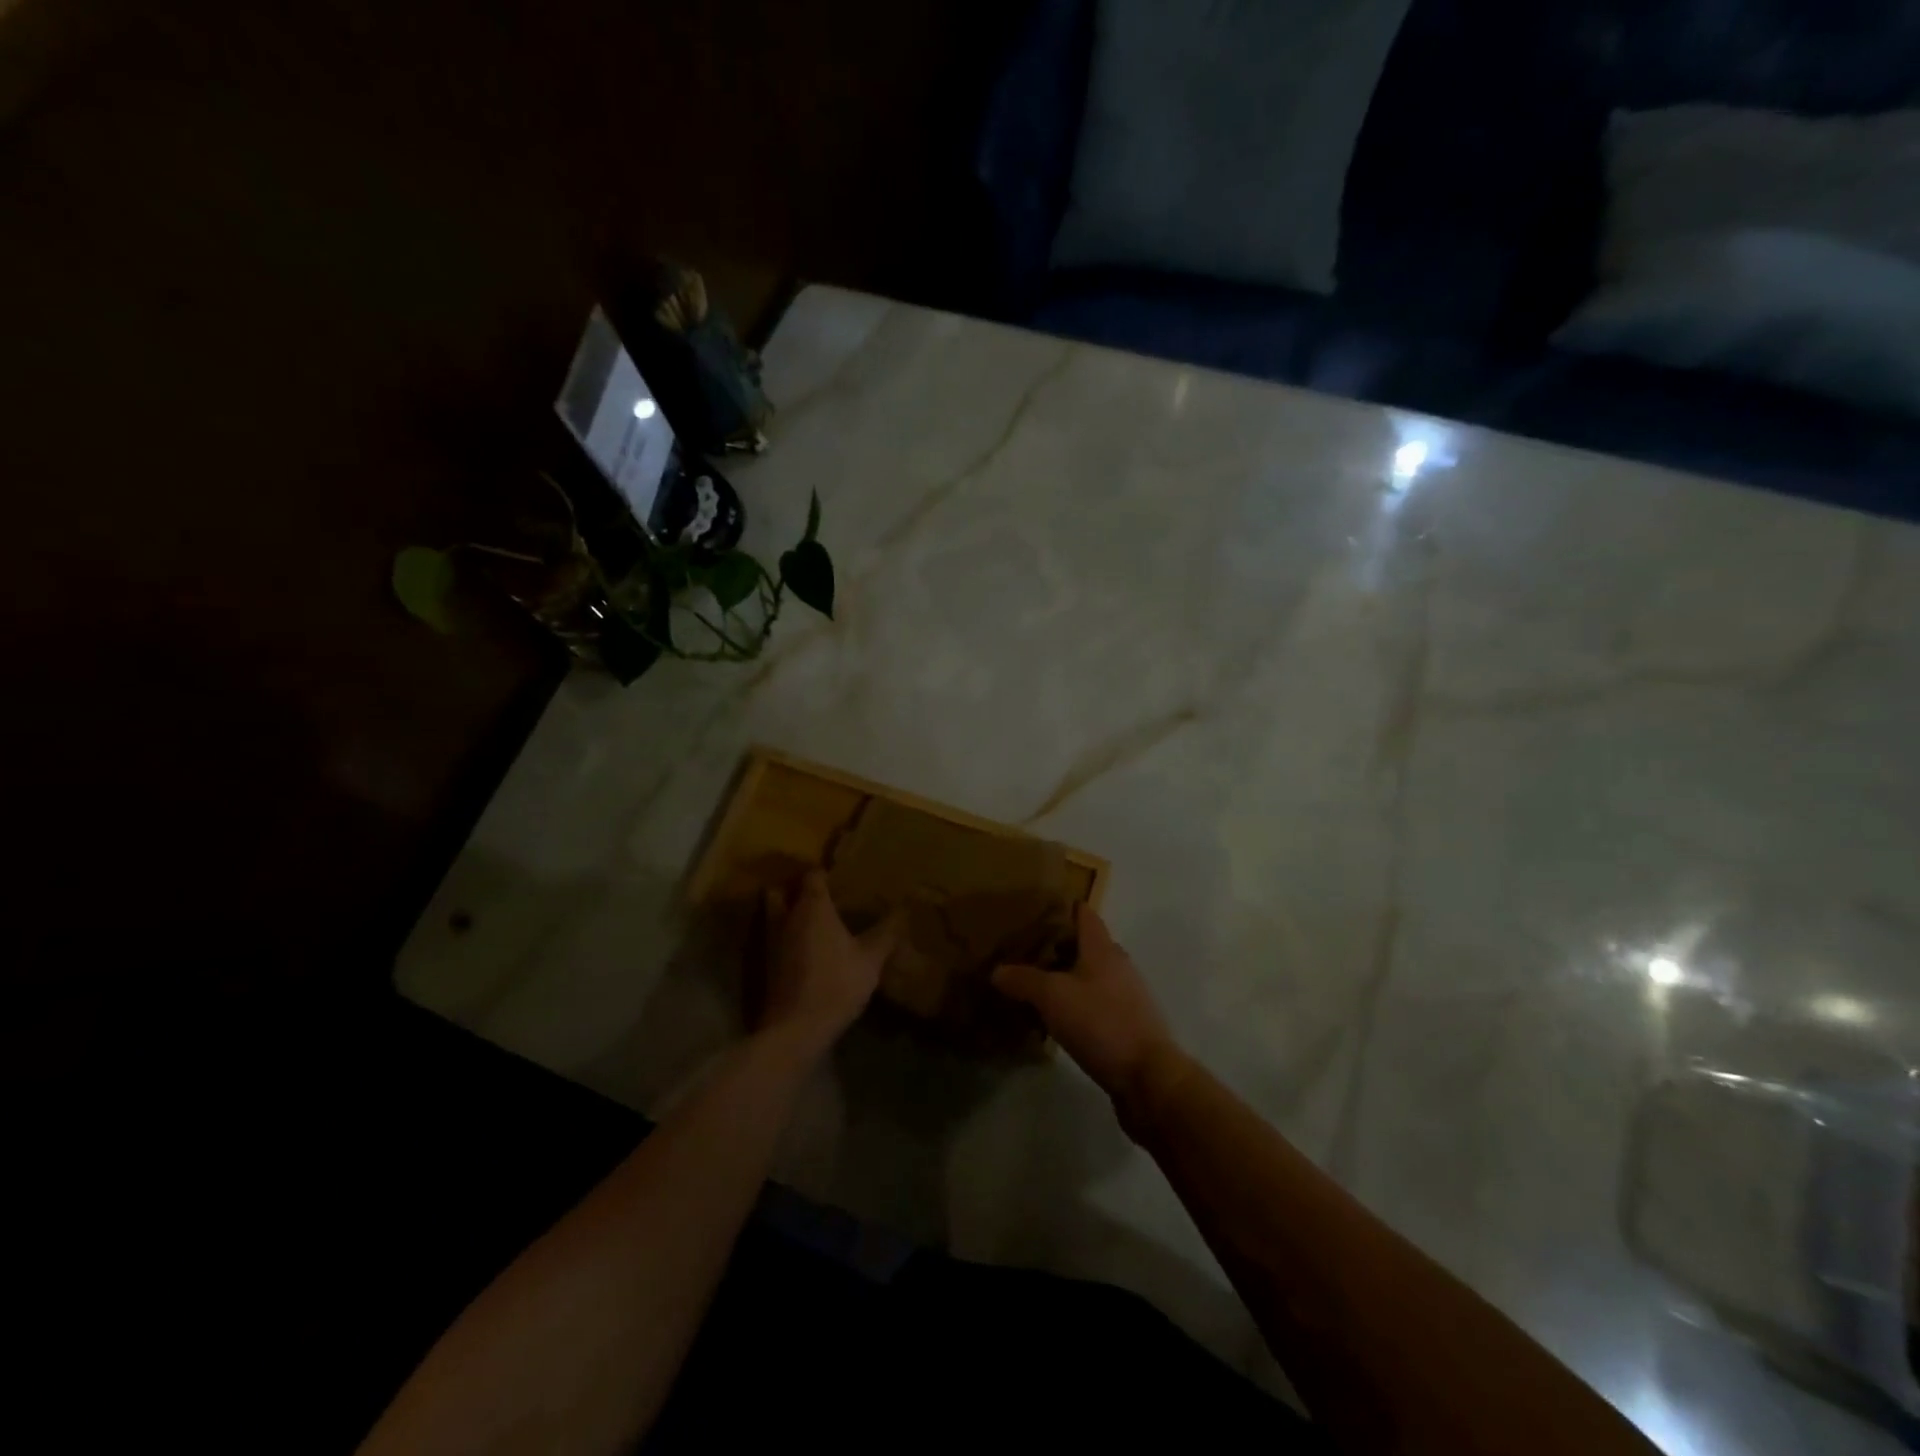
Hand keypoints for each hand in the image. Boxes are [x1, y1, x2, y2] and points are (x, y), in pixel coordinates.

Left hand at [760, 870, 901, 1053]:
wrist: (796, 1027)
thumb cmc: (837, 983)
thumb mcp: (871, 959)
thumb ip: (886, 932)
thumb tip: (904, 909)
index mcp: (813, 907)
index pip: (813, 875)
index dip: (824, 872)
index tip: (839, 875)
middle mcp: (788, 916)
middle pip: (782, 890)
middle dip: (795, 888)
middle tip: (819, 895)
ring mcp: (772, 940)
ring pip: (774, 914)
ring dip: (787, 912)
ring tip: (813, 920)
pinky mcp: (767, 964)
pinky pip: (775, 937)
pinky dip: (786, 936)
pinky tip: (806, 948)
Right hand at [993, 904, 1180, 1102]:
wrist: (1148, 1077)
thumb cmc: (1102, 1023)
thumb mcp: (1053, 997)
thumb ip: (1024, 980)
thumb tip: (997, 970)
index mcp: (1103, 949)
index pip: (1085, 915)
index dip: (1064, 908)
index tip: (1037, 910)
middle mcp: (1118, 966)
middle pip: (1087, 946)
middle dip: (1059, 946)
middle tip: (1026, 952)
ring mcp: (1127, 997)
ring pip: (1091, 977)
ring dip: (1067, 979)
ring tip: (1035, 987)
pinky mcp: (1128, 1026)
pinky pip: (1097, 1005)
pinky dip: (1077, 1006)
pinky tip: (1057, 1021)